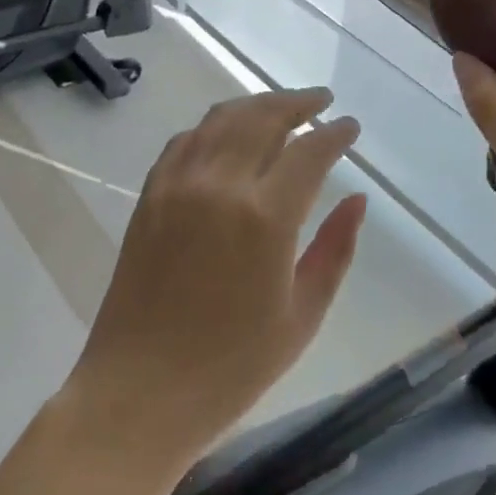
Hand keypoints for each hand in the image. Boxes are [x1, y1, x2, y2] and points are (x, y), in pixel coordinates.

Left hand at [66, 88, 367, 466]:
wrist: (138, 393)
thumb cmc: (231, 367)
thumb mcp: (302, 315)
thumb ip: (335, 249)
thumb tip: (357, 199)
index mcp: (265, 217)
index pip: (309, 151)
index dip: (335, 134)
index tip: (351, 127)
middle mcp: (220, 185)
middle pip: (263, 117)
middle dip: (298, 102)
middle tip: (321, 101)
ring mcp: (178, 185)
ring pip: (222, 119)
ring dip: (257, 105)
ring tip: (282, 108)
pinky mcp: (150, 195)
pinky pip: (186, 141)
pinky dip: (214, 127)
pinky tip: (228, 135)